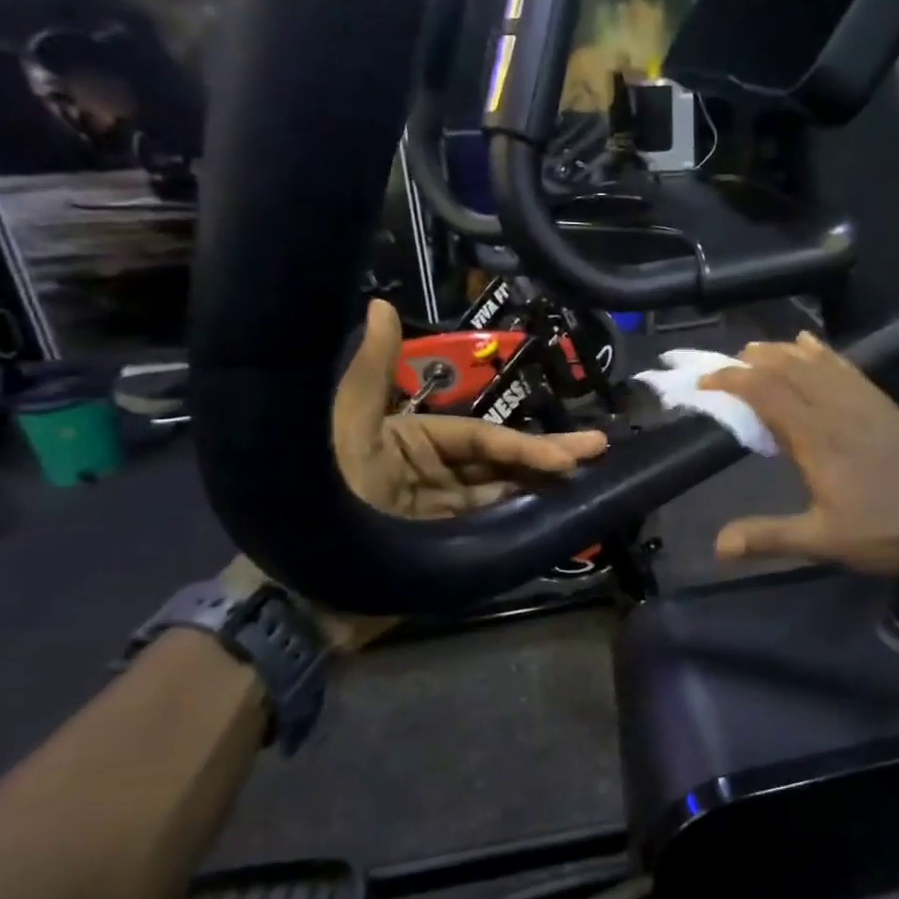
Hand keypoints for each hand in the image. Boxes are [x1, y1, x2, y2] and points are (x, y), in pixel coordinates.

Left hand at [224, 299, 609, 652]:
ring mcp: (439, 516)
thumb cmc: (323, 498)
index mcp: (411, 441)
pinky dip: (521, 524)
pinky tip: (556, 518)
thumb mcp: (342, 429)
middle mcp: (430, 474)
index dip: (525, 445)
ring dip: (541, 489)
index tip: (570, 454)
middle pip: (499, 464)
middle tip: (599, 450)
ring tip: (589, 483)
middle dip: (549, 458)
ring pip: (500, 496)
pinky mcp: (444, 552)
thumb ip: (370, 373)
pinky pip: (489, 532)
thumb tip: (380, 305)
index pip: (481, 438)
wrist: (299, 593)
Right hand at [700, 333, 898, 574]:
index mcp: (816, 438)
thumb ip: (769, 537)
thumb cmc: (884, 532)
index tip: (707, 383)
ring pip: (817, 363)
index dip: (733, 382)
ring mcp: (864, 402)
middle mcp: (836, 410)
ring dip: (784, 352)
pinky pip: (847, 367)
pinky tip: (813, 346)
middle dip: (754, 360)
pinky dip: (824, 352)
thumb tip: (718, 546)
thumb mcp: (822, 540)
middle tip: (727, 363)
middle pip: (789, 370)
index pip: (766, 394)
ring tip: (759, 349)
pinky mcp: (885, 404)